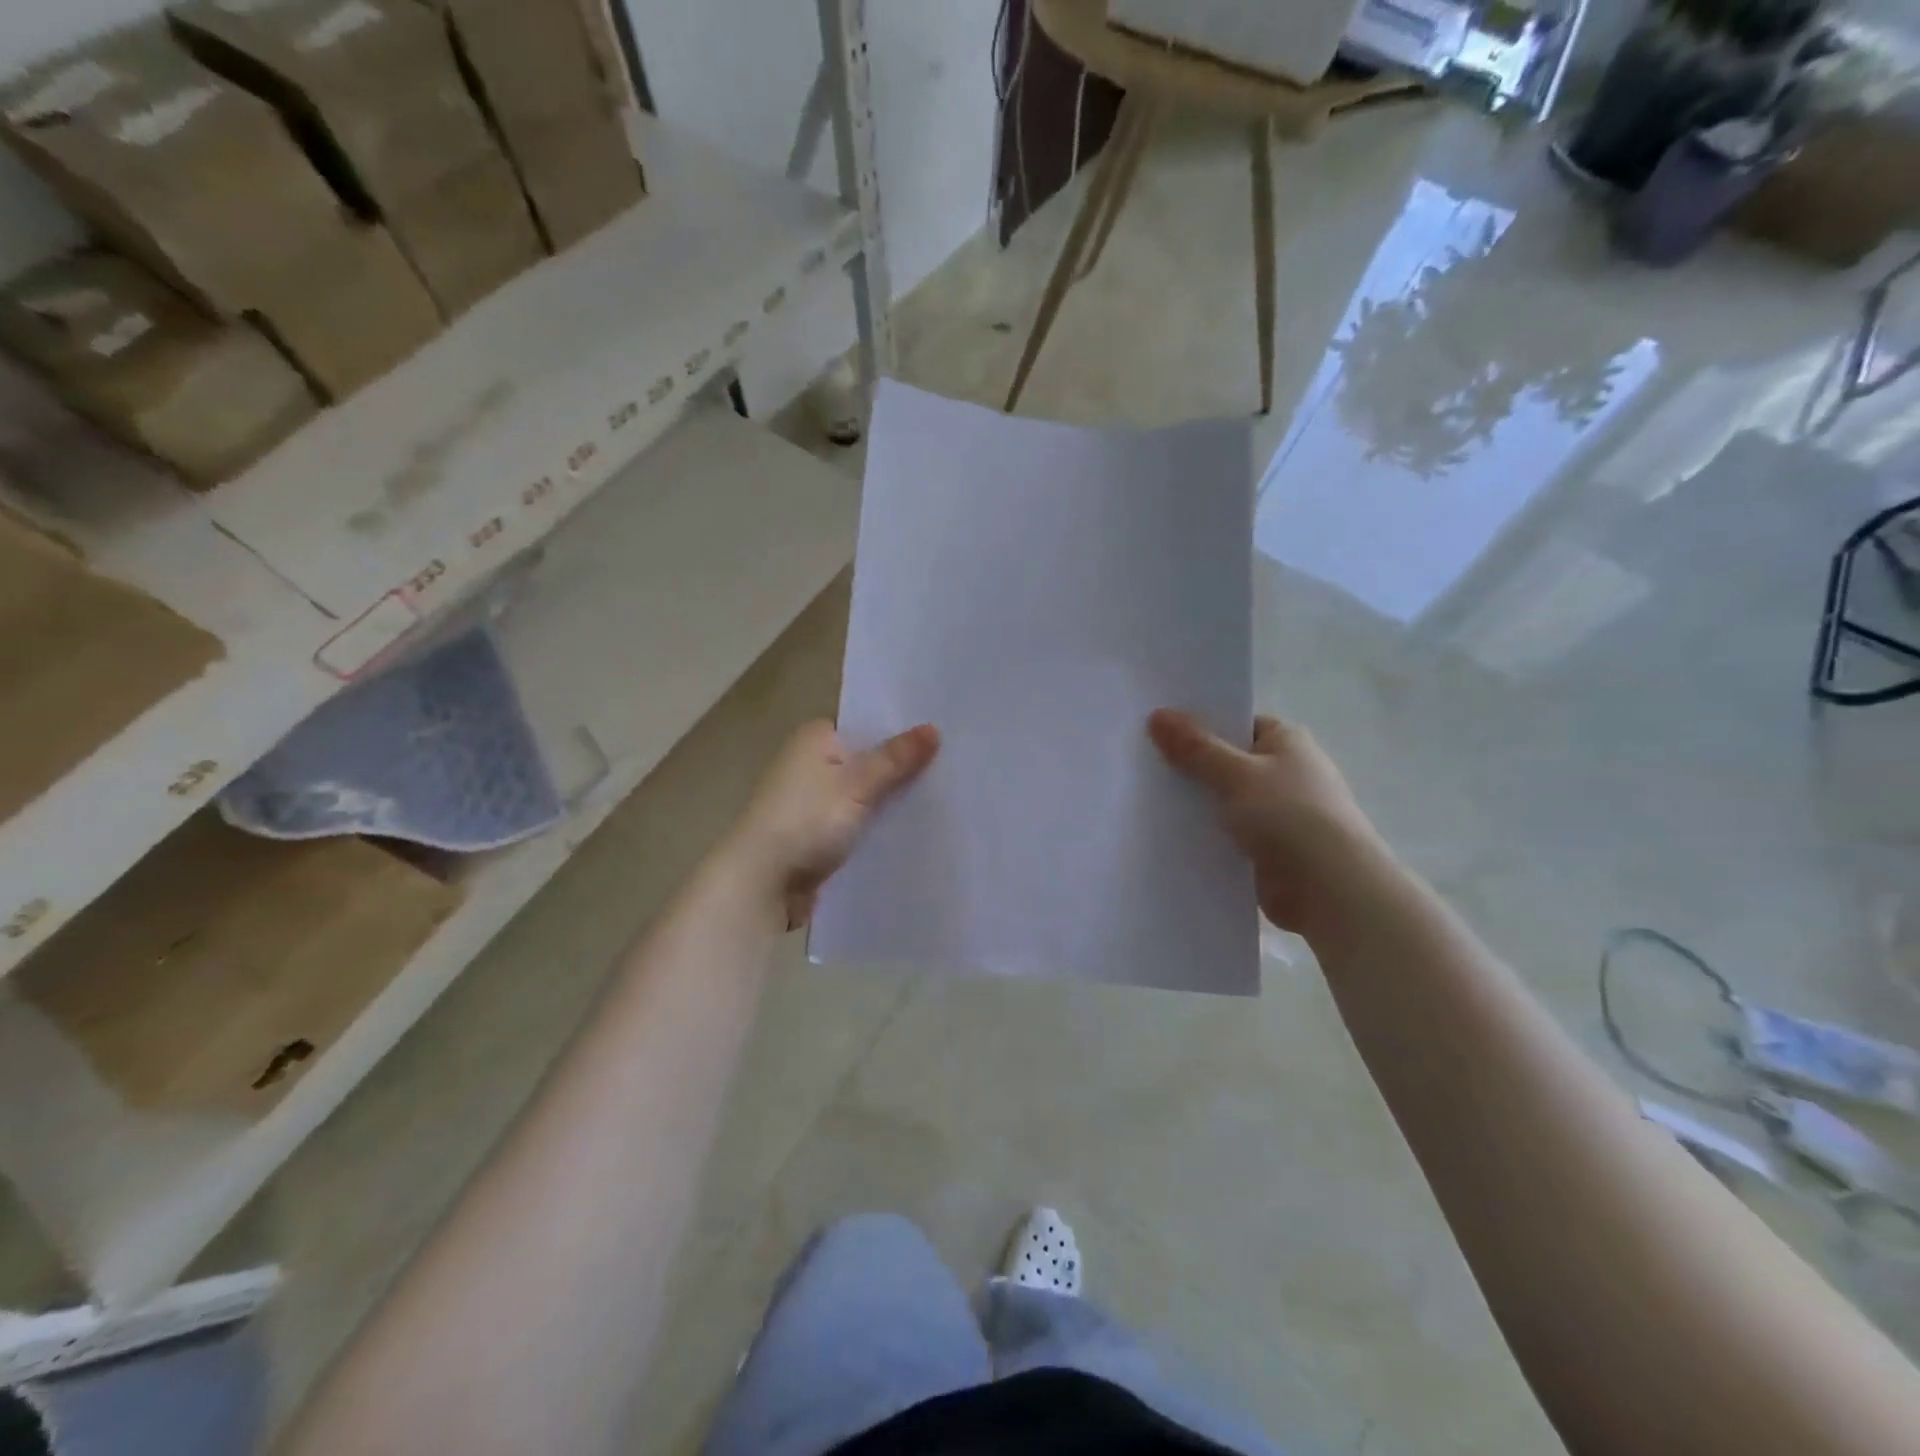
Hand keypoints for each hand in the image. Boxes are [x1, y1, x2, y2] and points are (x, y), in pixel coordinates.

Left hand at [729, 720, 939, 928]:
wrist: (760, 884)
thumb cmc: (805, 821)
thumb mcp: (857, 785)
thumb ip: (896, 758)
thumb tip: (933, 728)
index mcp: (815, 738)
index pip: (866, 724)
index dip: (901, 730)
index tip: (942, 736)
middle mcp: (810, 764)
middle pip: (867, 761)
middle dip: (901, 769)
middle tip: (953, 768)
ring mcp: (812, 802)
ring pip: (864, 795)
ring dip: (890, 801)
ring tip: (944, 799)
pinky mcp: (817, 835)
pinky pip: (856, 824)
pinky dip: (877, 827)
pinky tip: (912, 832)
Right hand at [1148, 709, 1389, 934]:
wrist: (1330, 889)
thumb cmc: (1288, 816)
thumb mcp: (1235, 774)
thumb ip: (1194, 747)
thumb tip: (1158, 714)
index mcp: (1285, 741)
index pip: (1235, 723)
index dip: (1197, 724)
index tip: (1154, 729)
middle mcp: (1284, 772)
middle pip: (1225, 762)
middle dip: (1189, 766)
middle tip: (1138, 763)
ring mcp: (1277, 813)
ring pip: (1223, 801)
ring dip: (1194, 804)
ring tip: (1141, 799)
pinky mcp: (1267, 849)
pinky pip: (1226, 834)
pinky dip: (1204, 835)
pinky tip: (1166, 836)